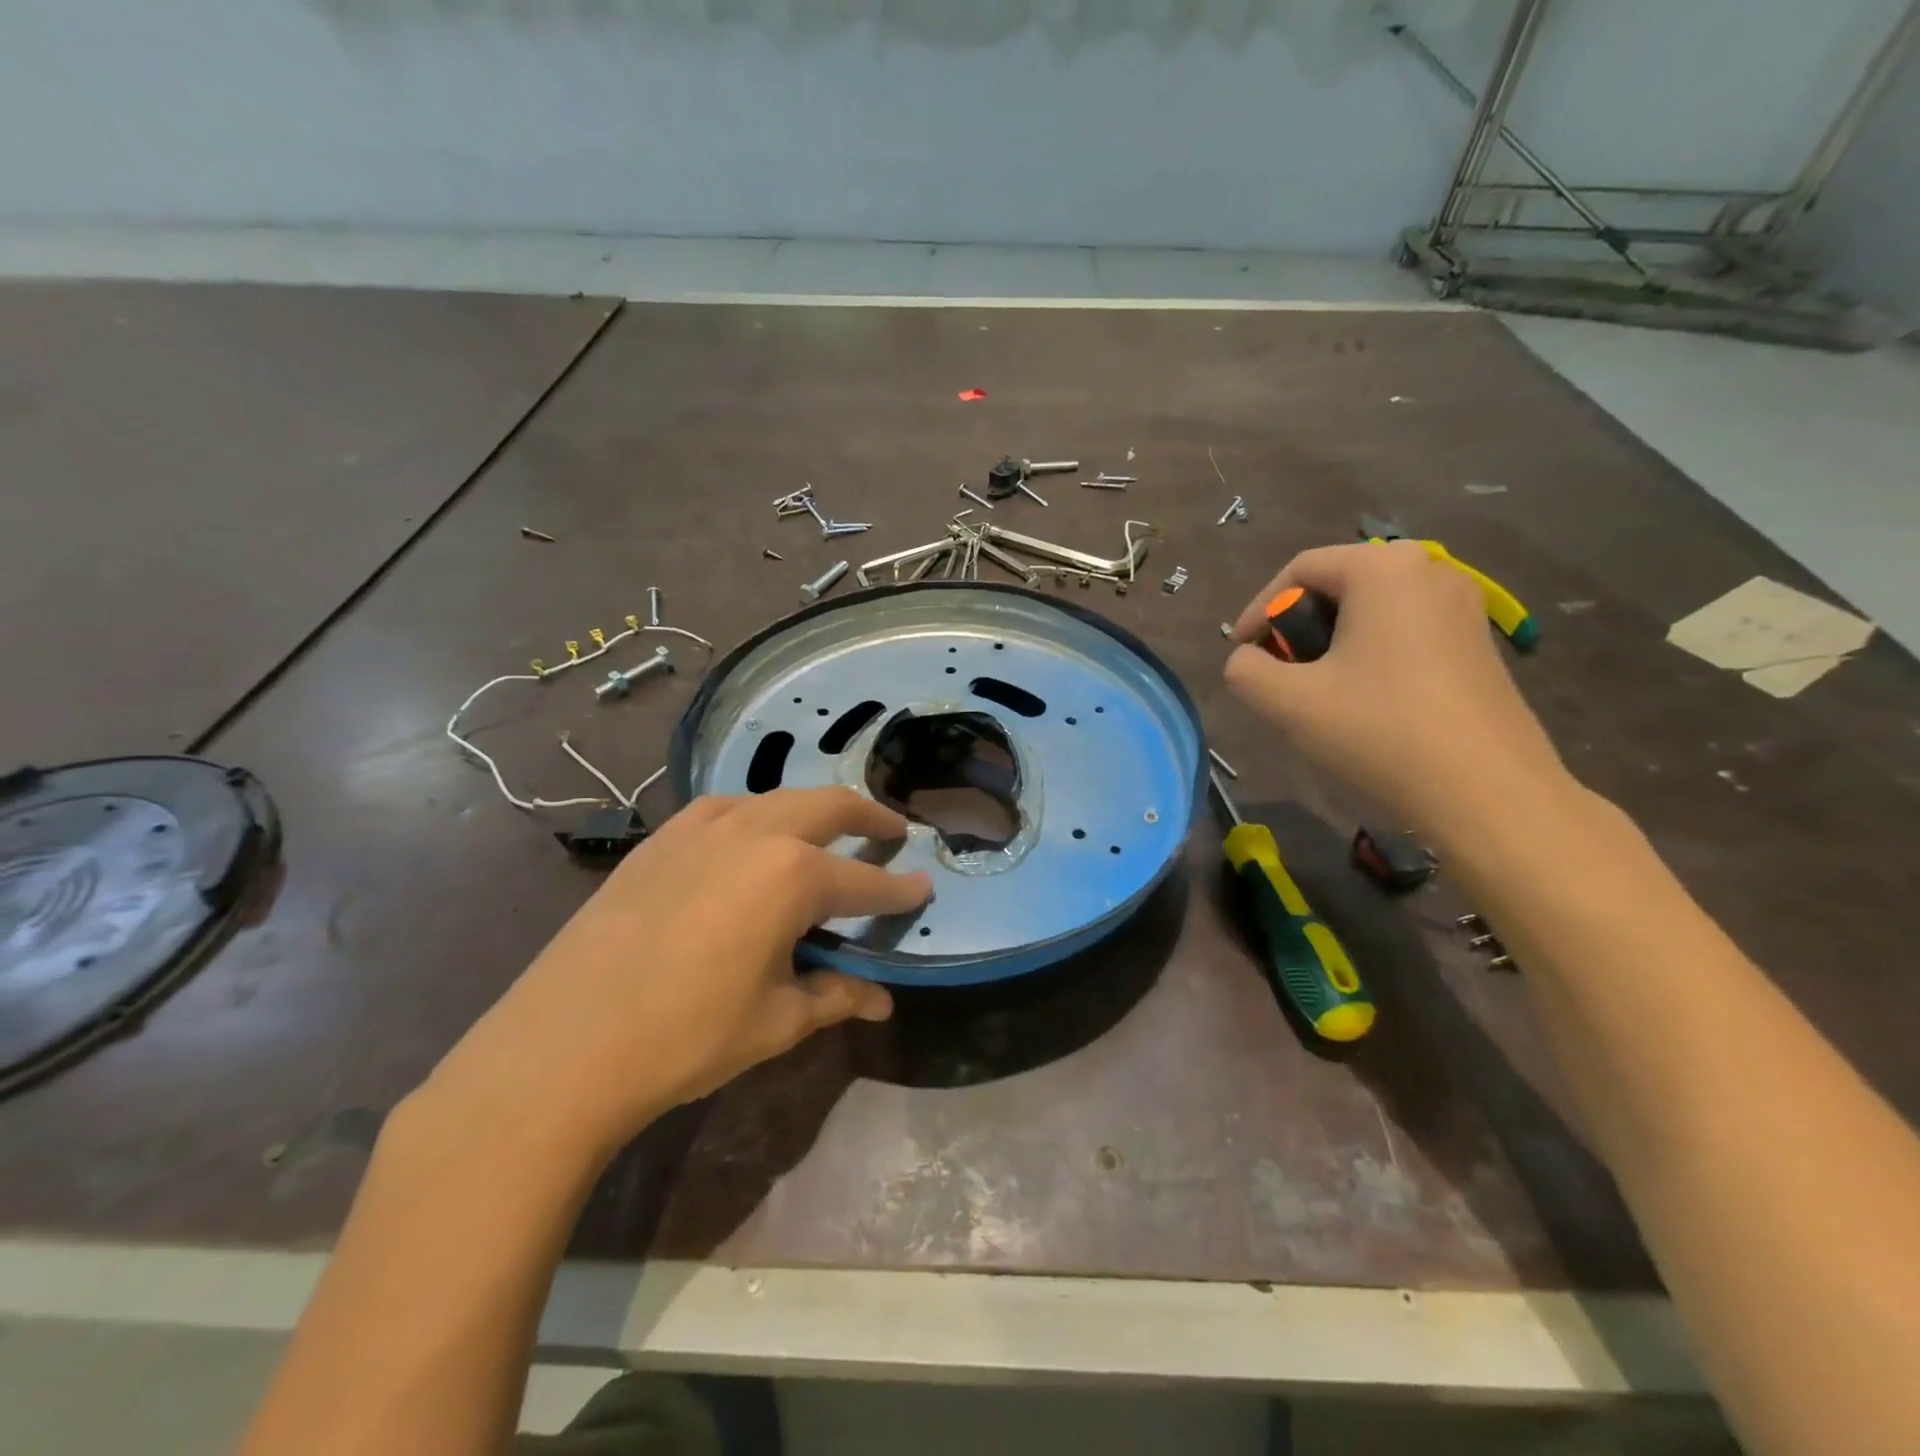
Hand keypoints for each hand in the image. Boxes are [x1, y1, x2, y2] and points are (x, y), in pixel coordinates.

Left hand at [420, 787, 930, 1165]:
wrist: (563, 1046)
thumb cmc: (686, 1037)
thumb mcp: (776, 1021)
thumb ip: (835, 997)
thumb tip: (881, 1001)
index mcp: (792, 875)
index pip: (865, 882)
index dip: (900, 890)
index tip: (923, 889)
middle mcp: (754, 833)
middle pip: (828, 806)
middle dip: (868, 816)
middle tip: (892, 830)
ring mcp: (701, 828)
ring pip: (775, 799)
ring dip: (811, 810)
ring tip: (826, 832)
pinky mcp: (660, 840)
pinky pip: (724, 810)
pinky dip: (755, 816)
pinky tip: (749, 840)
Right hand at [1223, 541, 1567, 833]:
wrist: (1488, 793)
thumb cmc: (1379, 732)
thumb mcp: (1287, 702)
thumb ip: (1244, 670)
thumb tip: (1246, 660)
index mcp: (1383, 569)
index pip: (1299, 570)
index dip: (1258, 610)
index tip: (1241, 654)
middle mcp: (1429, 570)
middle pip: (1338, 587)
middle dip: (1296, 629)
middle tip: (1278, 676)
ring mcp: (1463, 606)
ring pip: (1371, 612)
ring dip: (1331, 645)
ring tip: (1315, 693)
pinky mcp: (1478, 643)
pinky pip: (1404, 632)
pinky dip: (1369, 656)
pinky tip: (1363, 703)